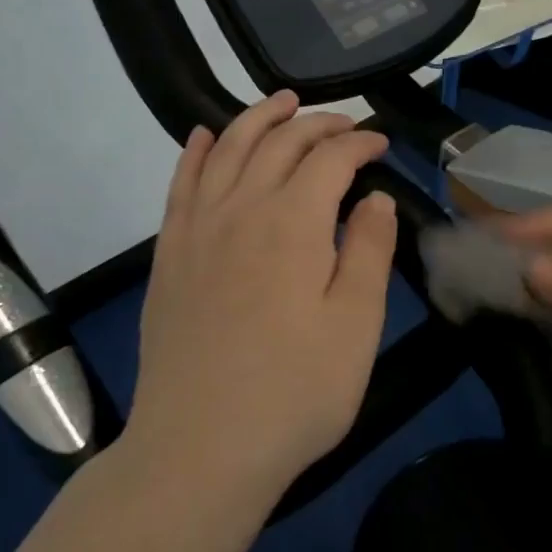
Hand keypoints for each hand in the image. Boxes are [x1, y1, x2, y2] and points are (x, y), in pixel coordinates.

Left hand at [124, 91, 397, 508]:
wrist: (200, 449)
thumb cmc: (295, 391)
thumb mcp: (356, 324)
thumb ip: (369, 251)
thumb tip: (374, 198)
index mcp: (294, 223)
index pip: (330, 158)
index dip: (359, 142)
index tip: (382, 144)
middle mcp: (242, 209)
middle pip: (279, 143)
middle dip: (316, 123)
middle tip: (345, 123)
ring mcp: (197, 230)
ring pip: (227, 150)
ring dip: (257, 119)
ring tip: (282, 102)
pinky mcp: (170, 256)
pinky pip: (181, 185)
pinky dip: (196, 152)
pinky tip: (204, 137)